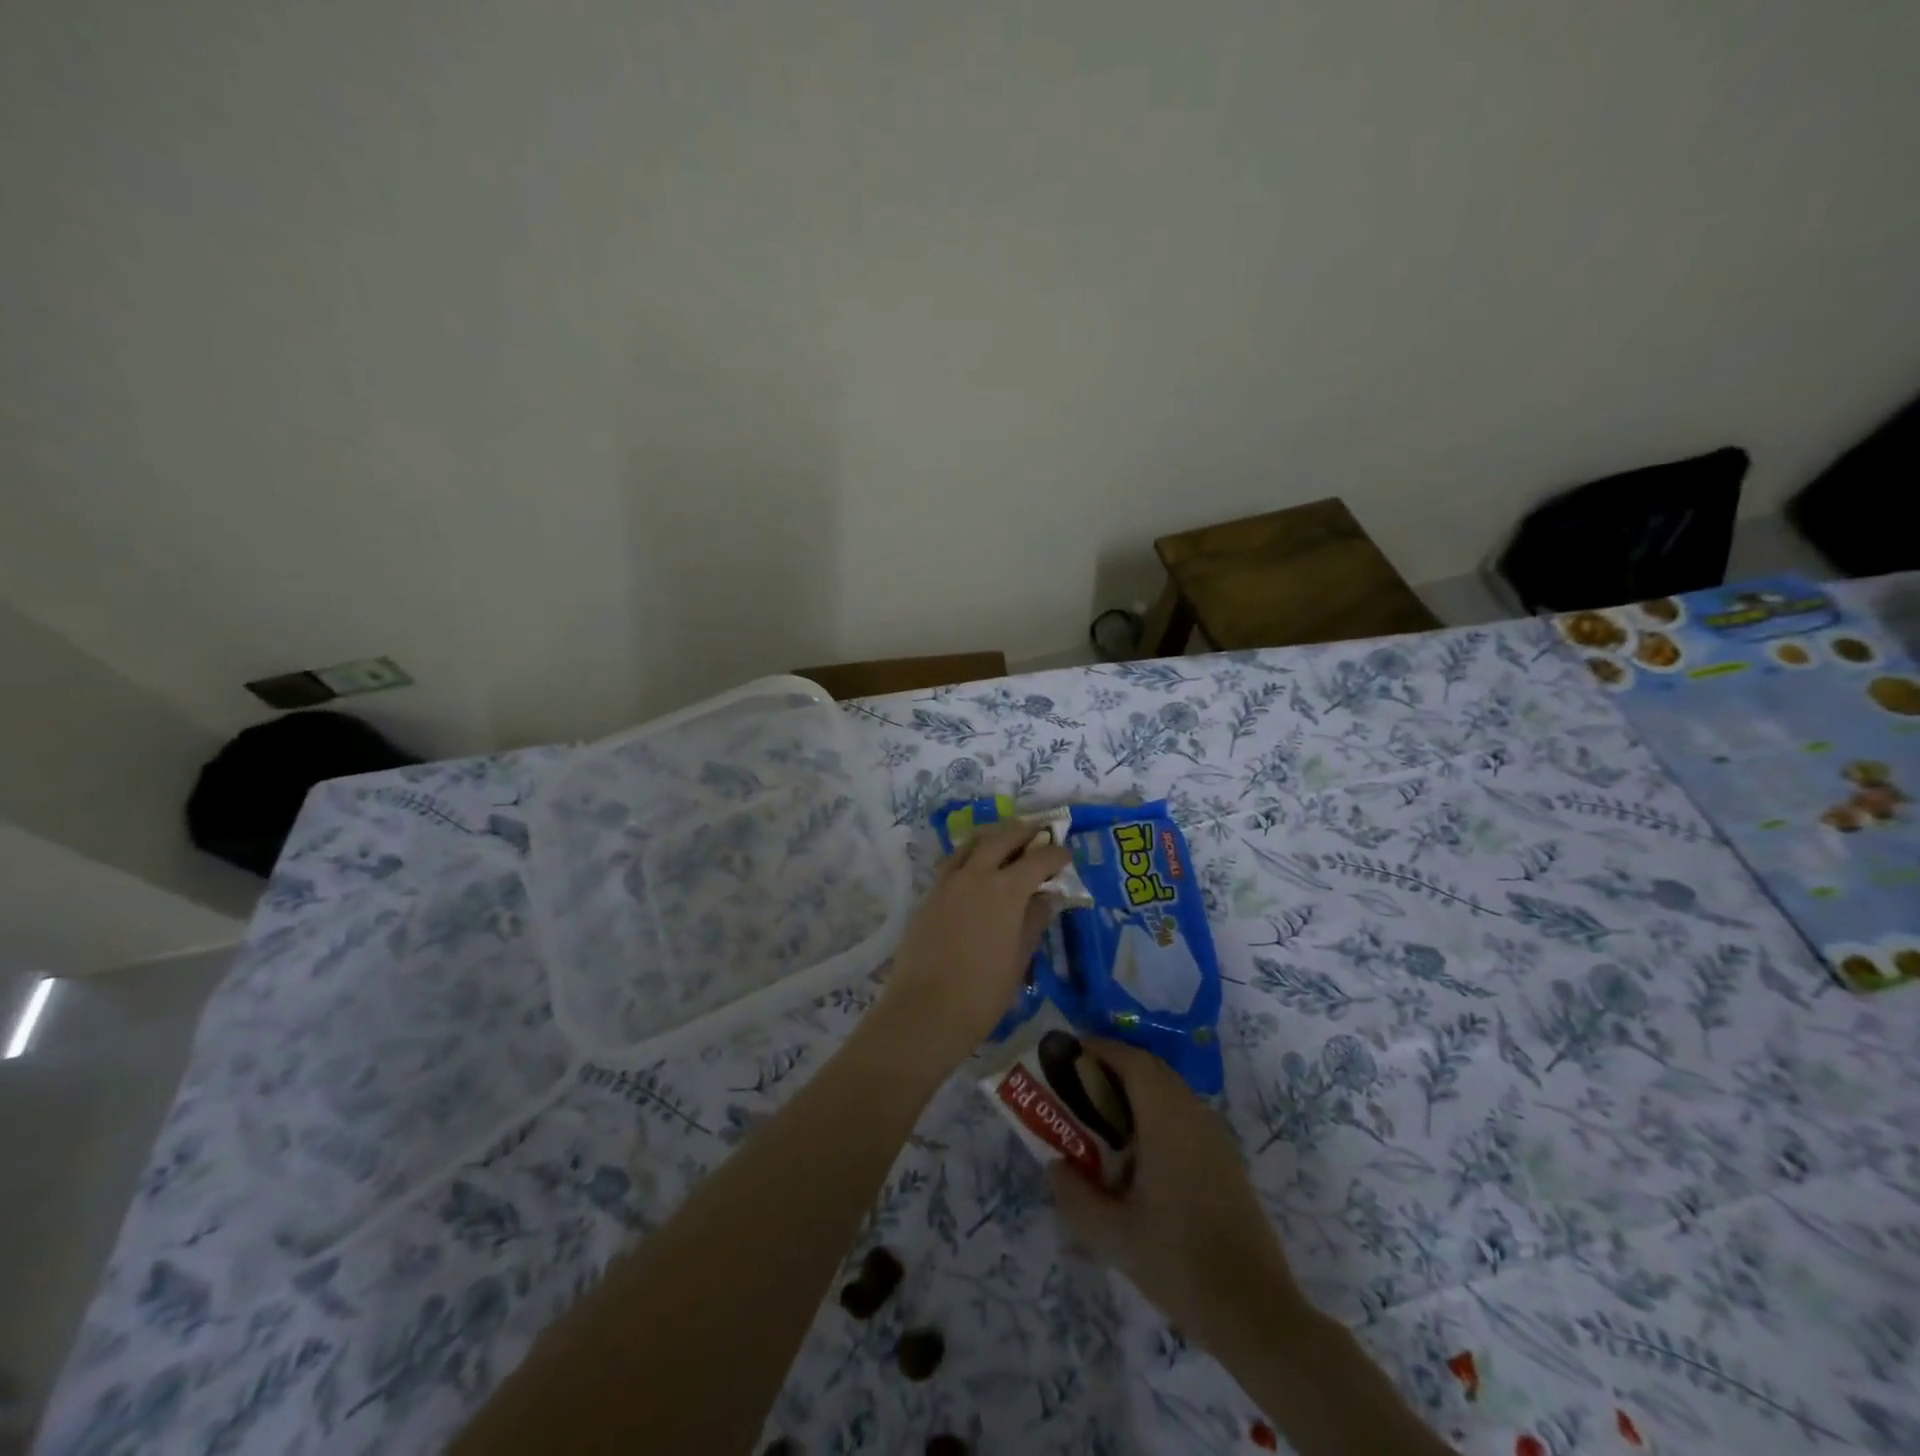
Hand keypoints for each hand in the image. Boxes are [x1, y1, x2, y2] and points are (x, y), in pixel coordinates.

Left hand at [868, 818, 1070, 1070]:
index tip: (1067, 856)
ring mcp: (948, 883)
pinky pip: (952, 863)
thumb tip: (1045, 898)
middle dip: (1023, 831)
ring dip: (992, 836)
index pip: (1038, 860)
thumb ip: (1033, 921)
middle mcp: (976, 876)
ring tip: (1005, 839)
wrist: (925, 1010)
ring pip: (971, 844)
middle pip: (1002, 838)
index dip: (1056, 855)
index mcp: (1005, 890)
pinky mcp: (929, 896)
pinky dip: (968, 855)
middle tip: (1039, 832)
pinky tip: (974, 867)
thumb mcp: (1019, 959)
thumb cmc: (983, 993)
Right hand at [1048, 1039, 1305, 1344]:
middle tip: (1076, 1083)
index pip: (1131, 1060)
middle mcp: (1194, 1114)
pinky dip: (1154, 1112)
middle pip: (1150, 1069)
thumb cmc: (1179, 1262)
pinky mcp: (1225, 1158)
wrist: (1255, 1311)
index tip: (1066, 1053)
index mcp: (1167, 1119)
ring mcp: (1215, 1135)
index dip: (1098, 1048)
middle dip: (1112, 1067)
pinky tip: (1135, 1152)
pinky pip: (1183, 1114)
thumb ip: (1074, 1195)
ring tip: (1098, 1116)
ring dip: (1134, 1090)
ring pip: (1168, 1091)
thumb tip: (1055, 1165)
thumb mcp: (1112, 1235)